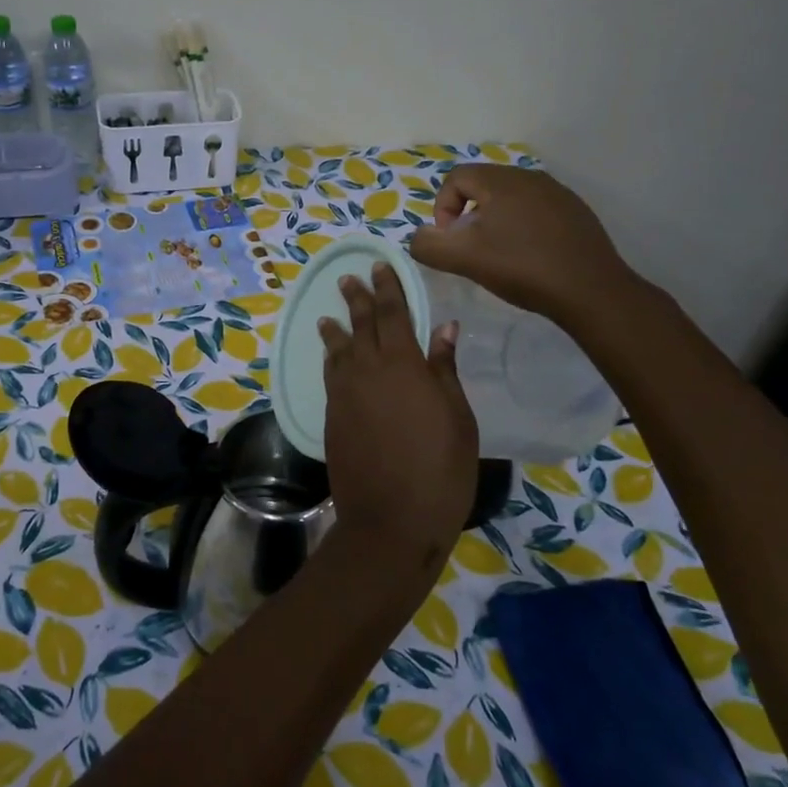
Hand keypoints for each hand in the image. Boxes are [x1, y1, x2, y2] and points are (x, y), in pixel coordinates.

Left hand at [318, 263, 477, 579]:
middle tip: (349, 277)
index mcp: (403, 365)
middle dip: (356, 299)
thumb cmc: (439, 470)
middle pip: (360, 325)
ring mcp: (345, 394)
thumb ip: (444, 370)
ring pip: (339, 350)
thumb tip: (444, 328)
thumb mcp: (457, 418)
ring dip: (336, 329)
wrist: (390, 520)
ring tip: (330, 315)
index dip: (387, 288)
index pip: (393, 314)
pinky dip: (331, 359)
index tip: (380, 266)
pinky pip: (331, 375)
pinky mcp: (333, 417)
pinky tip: (332, 356)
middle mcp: (367, 370)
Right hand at [408, 164, 637, 325]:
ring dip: (495, 221)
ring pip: (510, 198)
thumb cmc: (522, 268)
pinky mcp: (575, 212)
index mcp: (501, 181)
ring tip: (499, 254)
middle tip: (471, 248)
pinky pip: (536, 210)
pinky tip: (529, 256)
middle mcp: (530, 176)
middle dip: (468, 214)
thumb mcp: (464, 259)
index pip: (455, 178)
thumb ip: (428, 246)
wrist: (590, 290)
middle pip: (483, 185)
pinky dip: (522, 227)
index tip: (451, 240)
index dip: (442, 208)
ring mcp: (557, 193)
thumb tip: (419, 237)